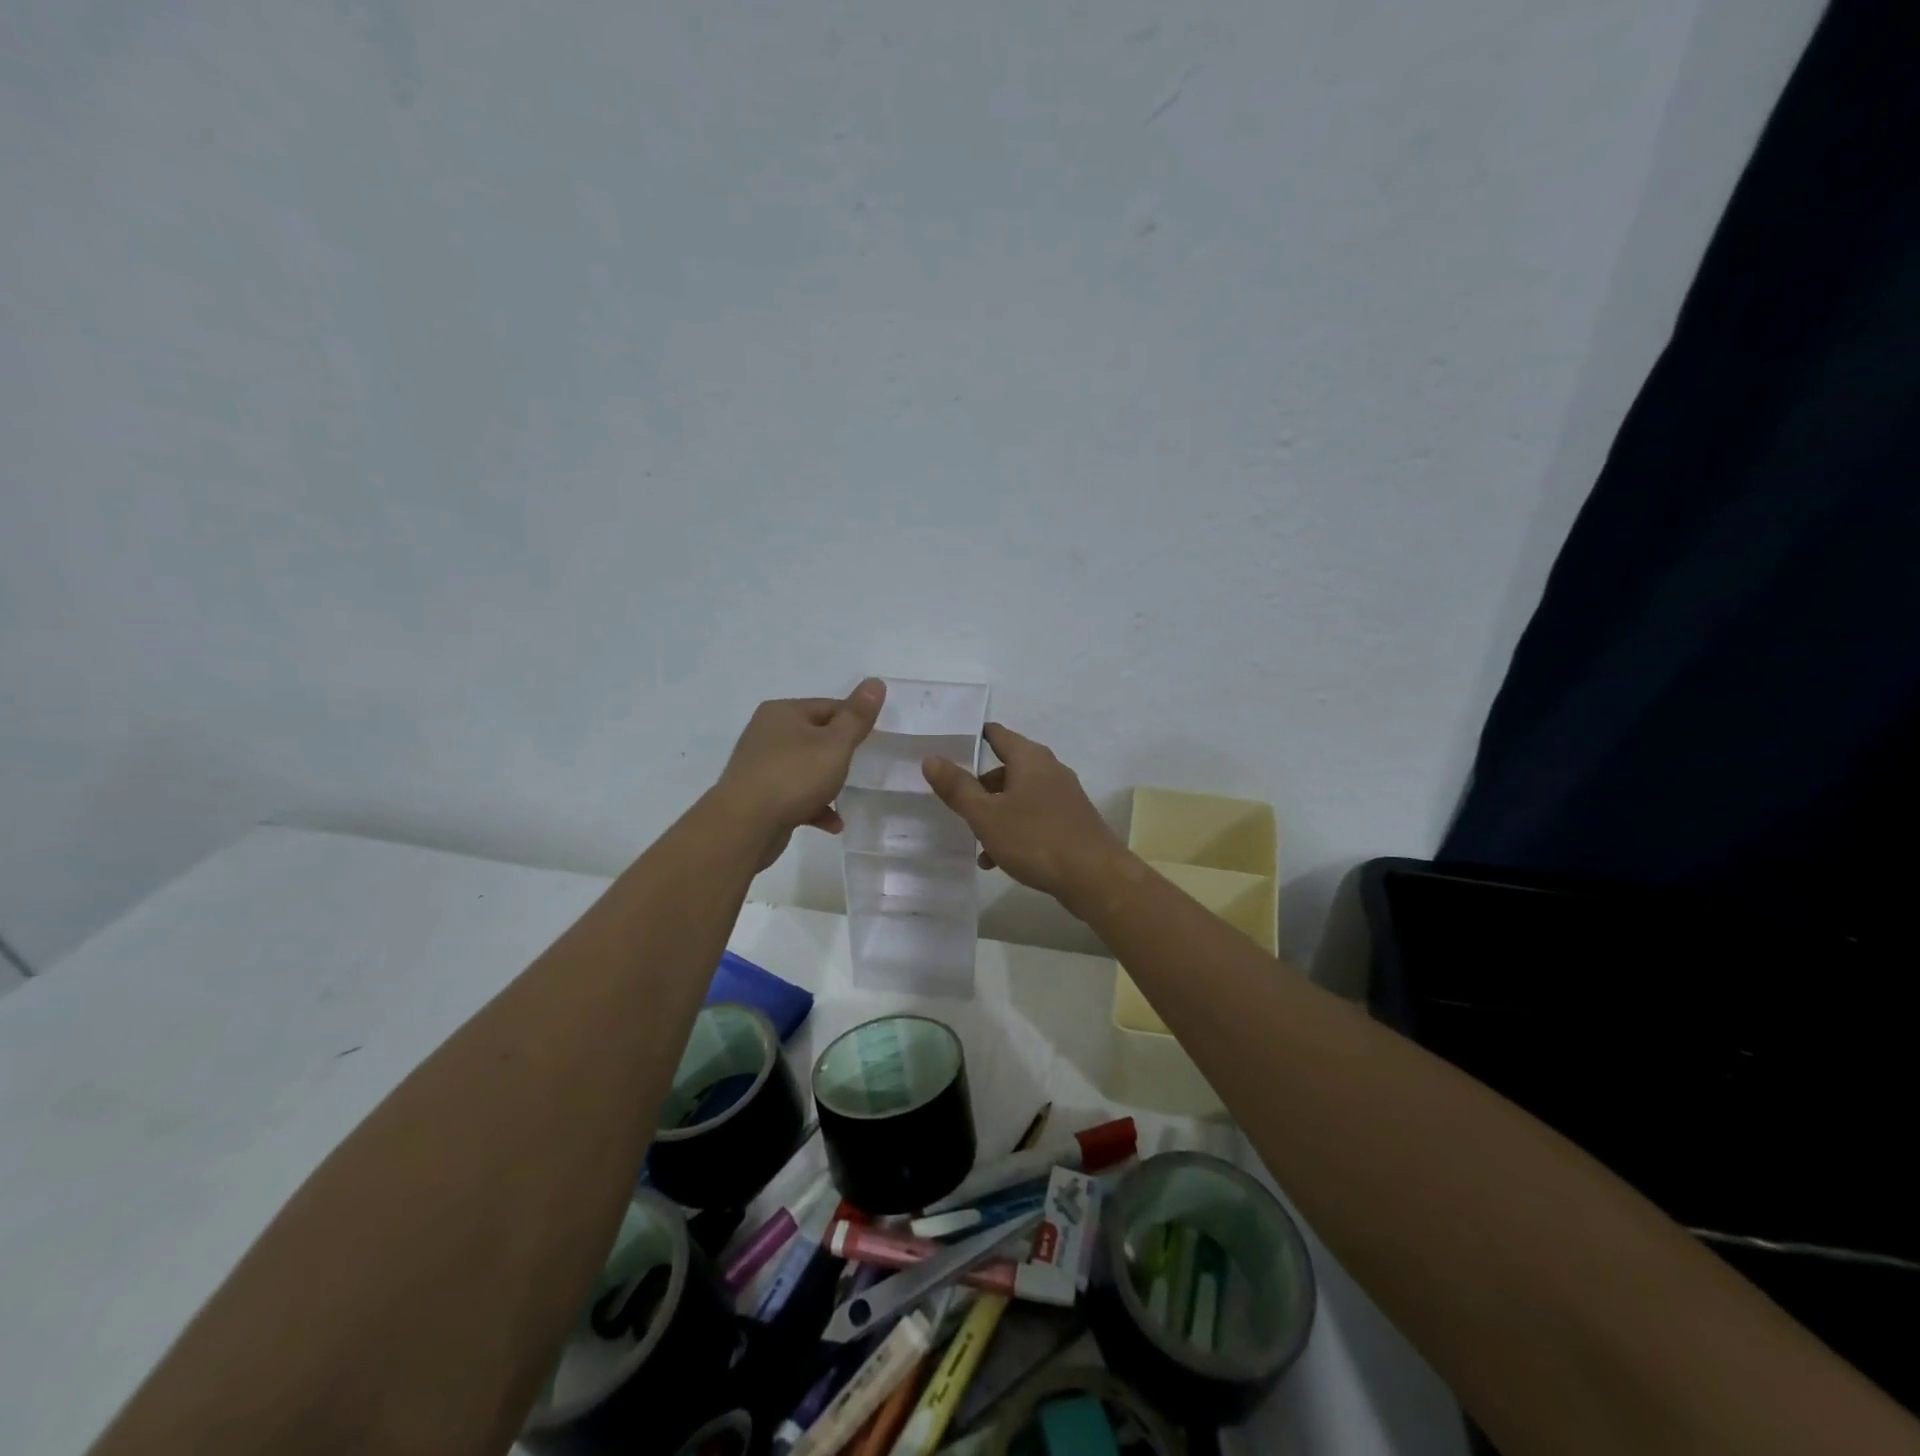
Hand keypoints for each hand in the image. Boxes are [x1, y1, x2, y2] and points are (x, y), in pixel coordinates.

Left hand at [713, 680, 885, 868]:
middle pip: (816, 737)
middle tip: (861, 768)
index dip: (854, 722)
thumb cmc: (793, 776)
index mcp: (783, 712)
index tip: (873, 741)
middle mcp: (767, 733)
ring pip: (805, 768)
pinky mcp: (759, 795)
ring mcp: (760, 765)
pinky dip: (814, 805)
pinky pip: (795, 794)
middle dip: (840, 754)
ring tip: (846, 797)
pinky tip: (833, 823)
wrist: (744, 826)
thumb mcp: (835, 744)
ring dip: (828, 783)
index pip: (829, 707)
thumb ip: (857, 716)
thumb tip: (876, 682)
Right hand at [922, 723, 1126, 905]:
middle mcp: (1050, 770)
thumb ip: (958, 788)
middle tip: (955, 801)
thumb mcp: (987, 815)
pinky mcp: (1071, 821)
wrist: (1095, 877)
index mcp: (1030, 759)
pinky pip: (1034, 817)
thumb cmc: (1036, 839)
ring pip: (1019, 797)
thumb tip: (931, 758)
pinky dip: (1014, 830)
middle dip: (980, 786)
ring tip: (974, 841)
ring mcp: (1064, 796)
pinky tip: (998, 859)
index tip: (950, 745)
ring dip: (995, 814)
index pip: (998, 735)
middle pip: (1007, 768)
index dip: (973, 738)